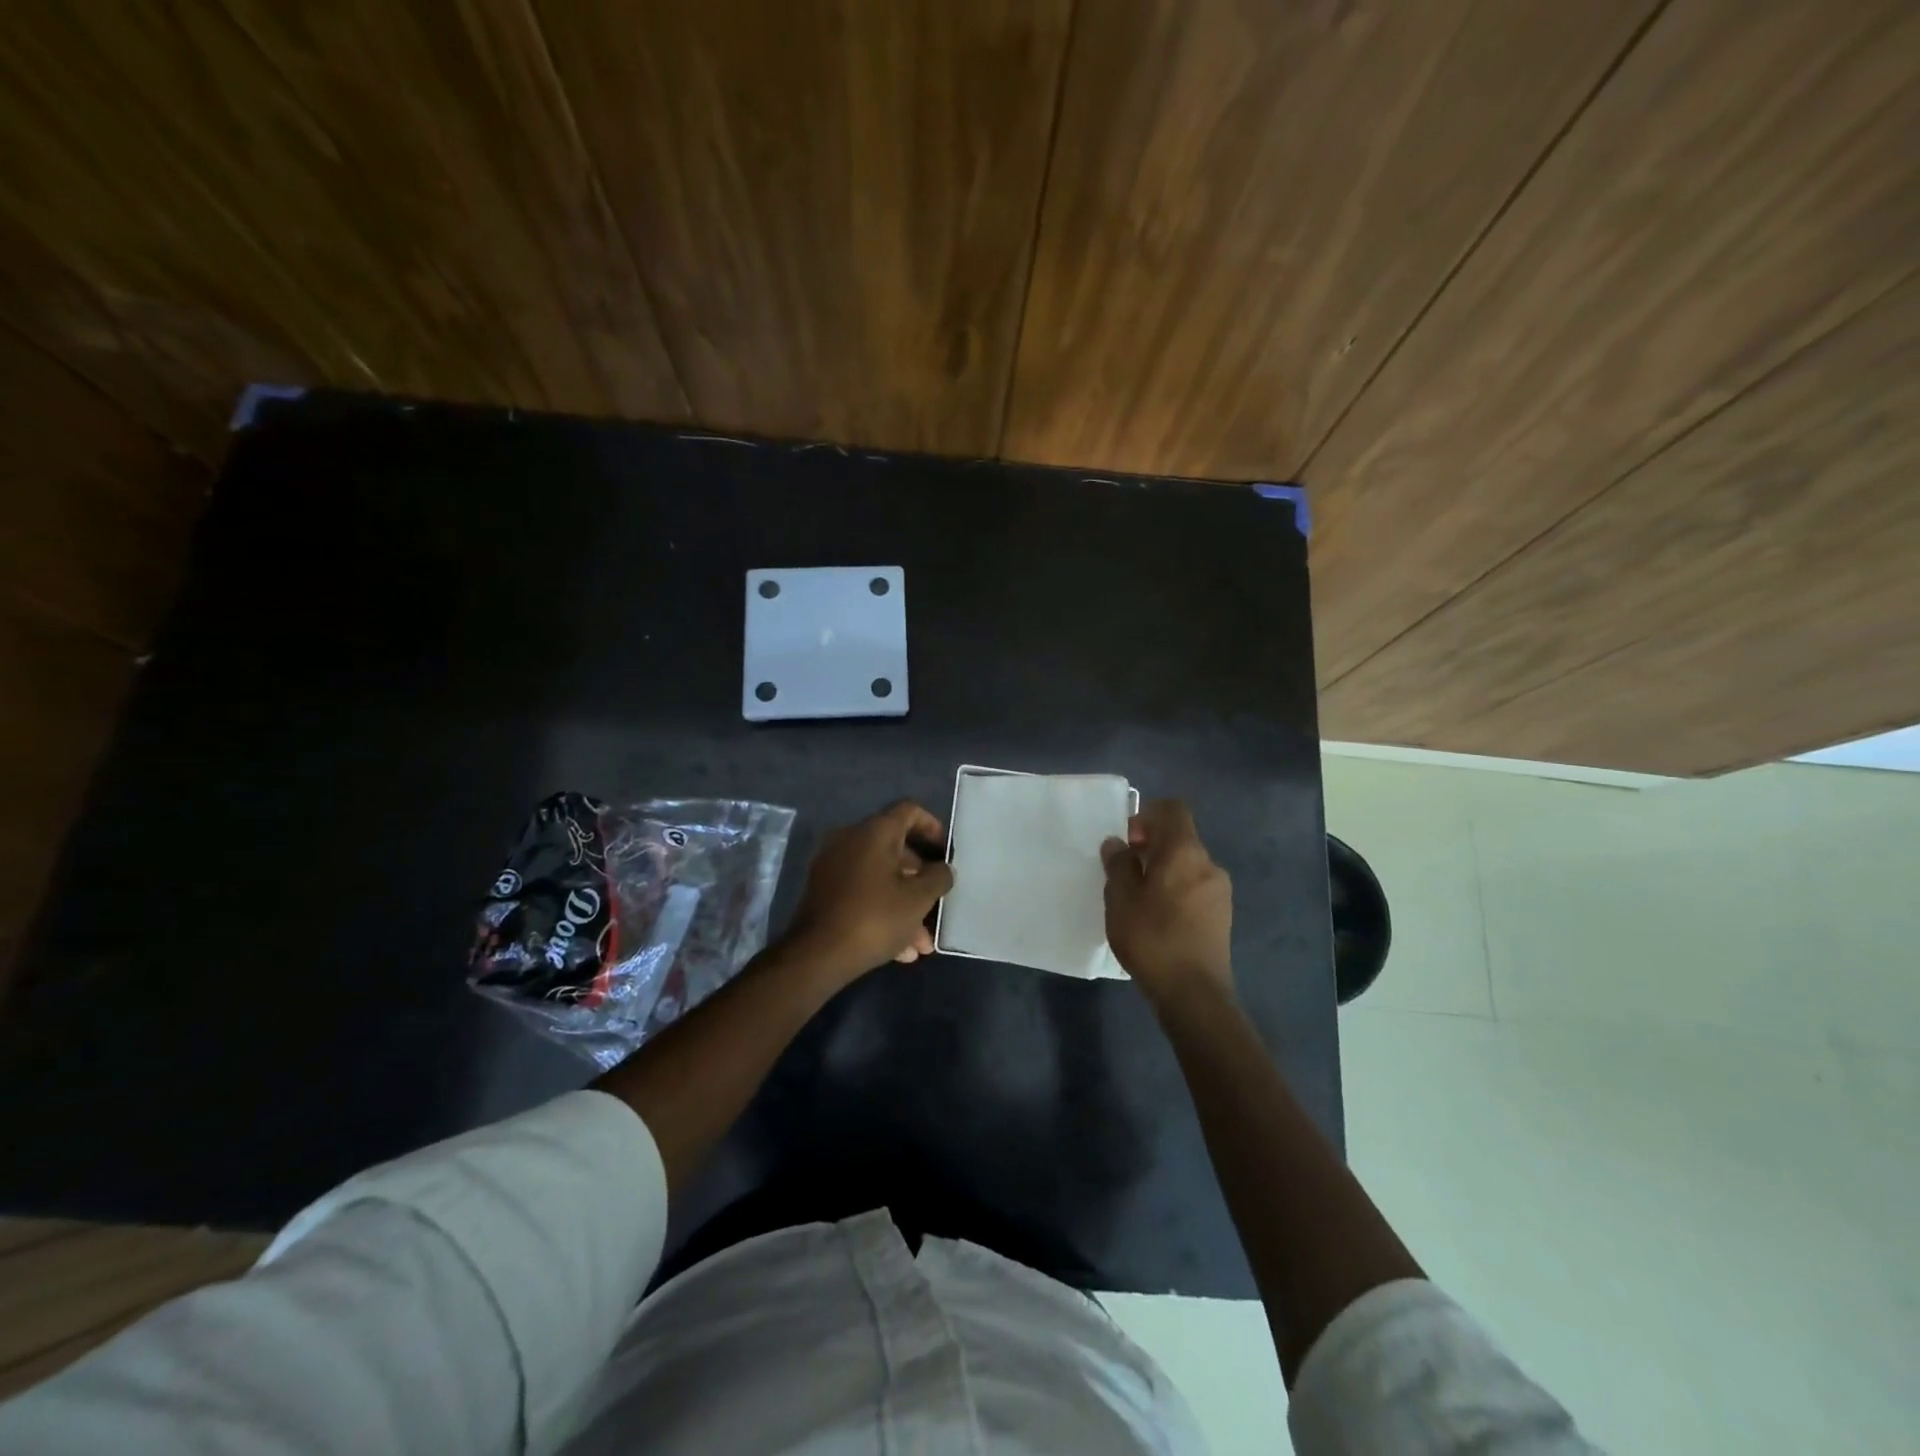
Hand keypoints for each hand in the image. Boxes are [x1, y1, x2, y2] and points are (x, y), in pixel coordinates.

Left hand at [780, 800, 955, 985]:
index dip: (932, 826)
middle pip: (895, 848)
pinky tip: (900, 950)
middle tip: (937, 903)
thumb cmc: (875, 918)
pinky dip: (882, 910)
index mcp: (874, 832)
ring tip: (922, 943)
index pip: (909, 811)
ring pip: (879, 877)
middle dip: (920, 879)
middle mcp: (850, 839)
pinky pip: (861, 892)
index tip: (945, 852)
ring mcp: (833, 865)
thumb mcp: (918, 899)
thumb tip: (943, 869)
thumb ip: (939, 877)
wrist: (816, 956)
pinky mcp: (823, 890)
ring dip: (904, 904)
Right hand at [1102, 799, 1233, 1007]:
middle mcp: (1208, 864)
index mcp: (1184, 851)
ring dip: (1163, 872)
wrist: (1194, 994)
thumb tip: (1117, 844)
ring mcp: (1220, 891)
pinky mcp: (1222, 916)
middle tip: (1124, 874)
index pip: (1172, 810)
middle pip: (1179, 838)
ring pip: (1187, 865)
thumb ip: (1118, 865)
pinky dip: (1176, 891)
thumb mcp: (1120, 899)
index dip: (1147, 816)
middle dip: (1150, 848)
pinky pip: (1195, 888)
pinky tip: (1158, 920)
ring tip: (1138, 901)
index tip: (1127, 842)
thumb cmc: (1152, 938)